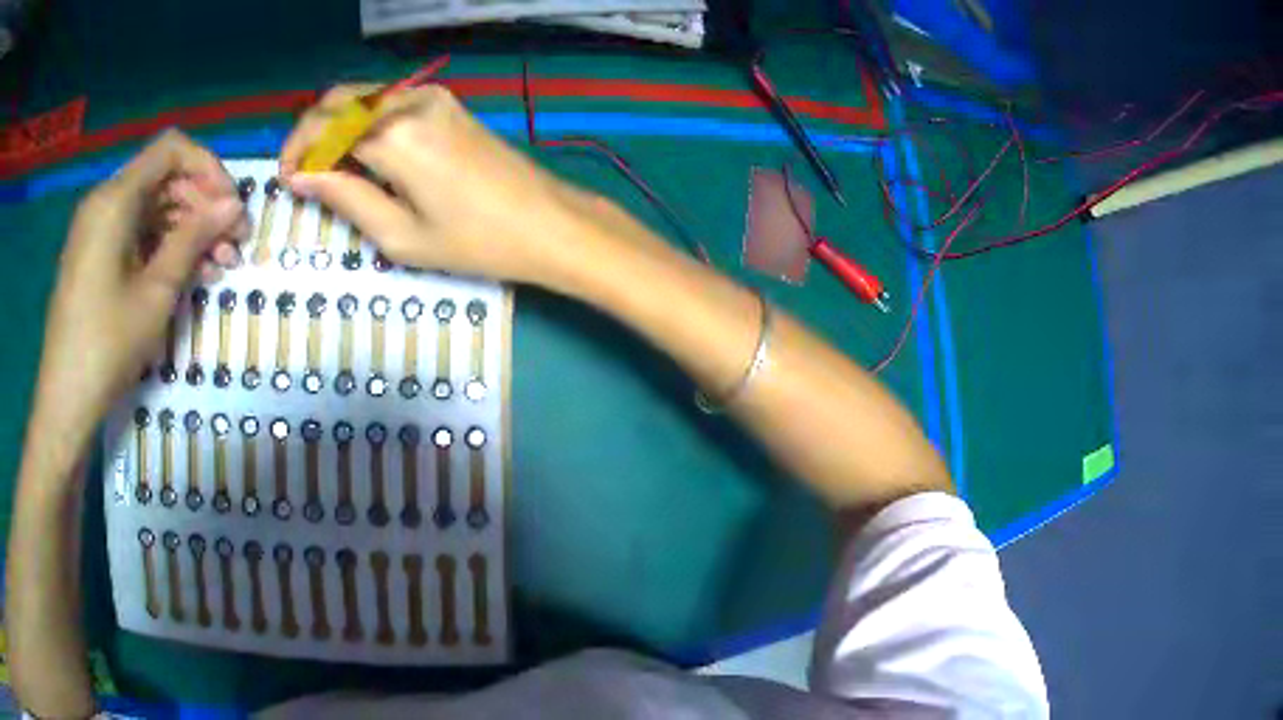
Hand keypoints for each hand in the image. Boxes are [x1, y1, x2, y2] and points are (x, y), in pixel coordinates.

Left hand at [35, 130, 244, 436]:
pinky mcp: (93, 255)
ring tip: (217, 265)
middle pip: (163, 179)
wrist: (64, 401)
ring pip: (151, 208)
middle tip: (233, 243)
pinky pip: (134, 233)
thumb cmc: (106, 346)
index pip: (172, 150)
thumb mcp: (155, 293)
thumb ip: (193, 239)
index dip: (208, 168)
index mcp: (115, 198)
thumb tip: (233, 207)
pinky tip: (185, 273)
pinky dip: (162, 246)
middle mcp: (104, 201)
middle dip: (201, 205)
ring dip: (186, 230)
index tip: (230, 206)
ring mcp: (96, 229)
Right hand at [280, 85, 615, 292]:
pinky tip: (361, 154)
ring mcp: (432, 96)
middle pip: (338, 99)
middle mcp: (409, 102)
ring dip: (335, 124)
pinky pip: (387, 101)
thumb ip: (344, 196)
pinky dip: (362, 121)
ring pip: (362, 96)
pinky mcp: (446, 102)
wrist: (546, 221)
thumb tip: (300, 175)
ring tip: (327, 169)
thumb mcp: (398, 233)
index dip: (295, 151)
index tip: (286, 180)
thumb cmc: (474, 241)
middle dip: (310, 132)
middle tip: (301, 172)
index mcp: (393, 134)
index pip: (323, 126)